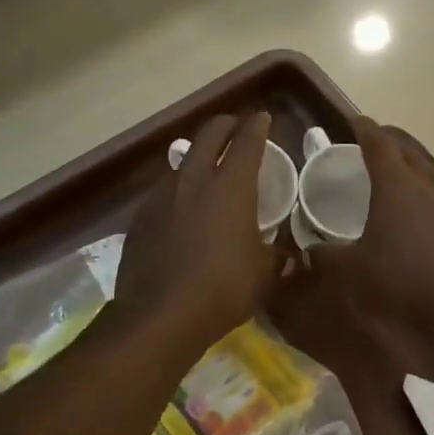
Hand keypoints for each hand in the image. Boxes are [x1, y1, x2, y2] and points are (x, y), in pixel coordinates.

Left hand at [116, 112, 282, 349]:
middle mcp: (194, 180)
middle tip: (235, 129)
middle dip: (225, 126)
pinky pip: (164, 191)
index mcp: (231, 187)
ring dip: (198, 157)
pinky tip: (182, 209)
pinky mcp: (140, 217)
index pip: (247, 141)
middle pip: (209, 135)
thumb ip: (280, 258)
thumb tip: (292, 257)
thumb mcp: (265, 276)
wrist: (160, 315)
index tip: (263, 118)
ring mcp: (162, 196)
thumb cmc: (223, 290)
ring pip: (182, 161)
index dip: (257, 126)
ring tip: (207, 169)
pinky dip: (178, 189)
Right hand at [305, 118, 433, 340]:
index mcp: (395, 184)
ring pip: (429, 173)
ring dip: (411, 170)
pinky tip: (421, 218)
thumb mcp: (353, 272)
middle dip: (389, 147)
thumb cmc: (404, 279)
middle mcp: (427, 184)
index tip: (354, 122)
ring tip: (396, 182)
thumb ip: (326, 257)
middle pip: (408, 152)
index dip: (364, 130)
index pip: (378, 143)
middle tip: (371, 151)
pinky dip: (427, 197)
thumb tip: (309, 251)